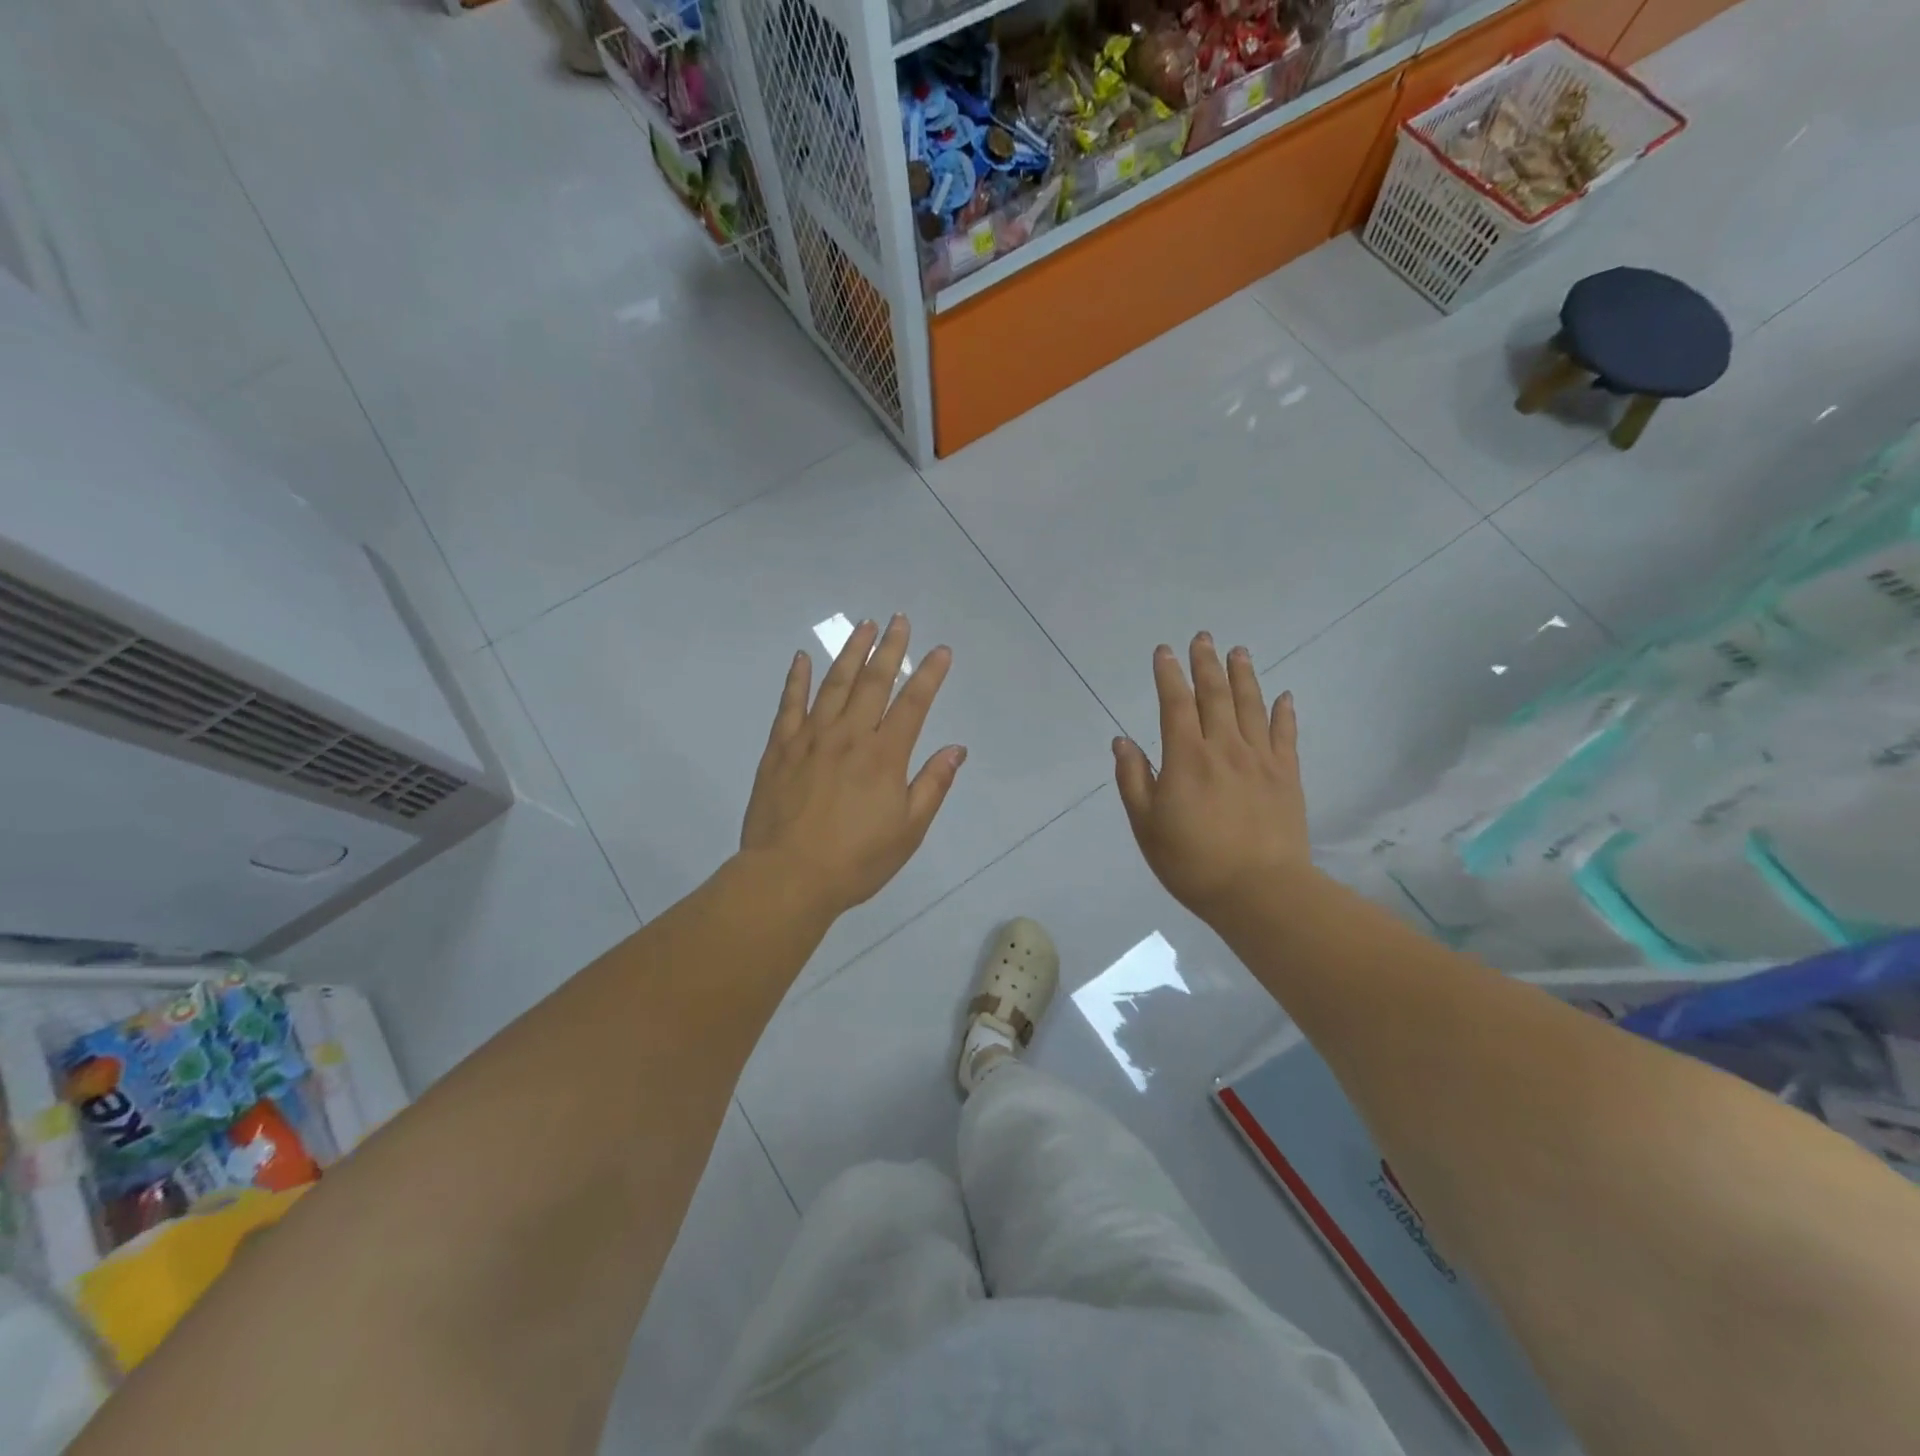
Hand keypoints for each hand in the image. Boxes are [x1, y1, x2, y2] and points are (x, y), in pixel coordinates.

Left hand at [740, 615, 965, 916]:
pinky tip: (803, 658)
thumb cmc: (856, 860)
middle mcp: (850, 736)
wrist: (788, 877)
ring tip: (864, 626)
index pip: (913, 704)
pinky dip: (797, 679)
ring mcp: (811, 738)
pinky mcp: (779, 748)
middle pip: (874, 682)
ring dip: (851, 652)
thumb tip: (956, 749)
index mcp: (884, 756)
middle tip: (899, 620)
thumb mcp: (909, 830)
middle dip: (890, 648)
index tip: (941, 650)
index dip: (930, 674)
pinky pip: (789, 705)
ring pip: (834, 684)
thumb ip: (932, 785)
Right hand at [1114, 634, 1309, 919]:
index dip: (1169, 675)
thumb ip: (1133, 779)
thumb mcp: (1146, 825)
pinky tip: (1283, 695)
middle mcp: (1223, 748)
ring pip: (1250, 706)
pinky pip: (1285, 734)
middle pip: (1214, 696)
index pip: (1175, 705)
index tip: (1165, 651)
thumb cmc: (1192, 862)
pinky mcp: (1286, 776)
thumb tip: (1123, 741)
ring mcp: (1260, 759)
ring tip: (1239, 651)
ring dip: (1243, 676)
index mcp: (1186, 758)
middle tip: (1204, 638)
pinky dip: (1283, 712)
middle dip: (1206, 664)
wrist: (1258, 891)